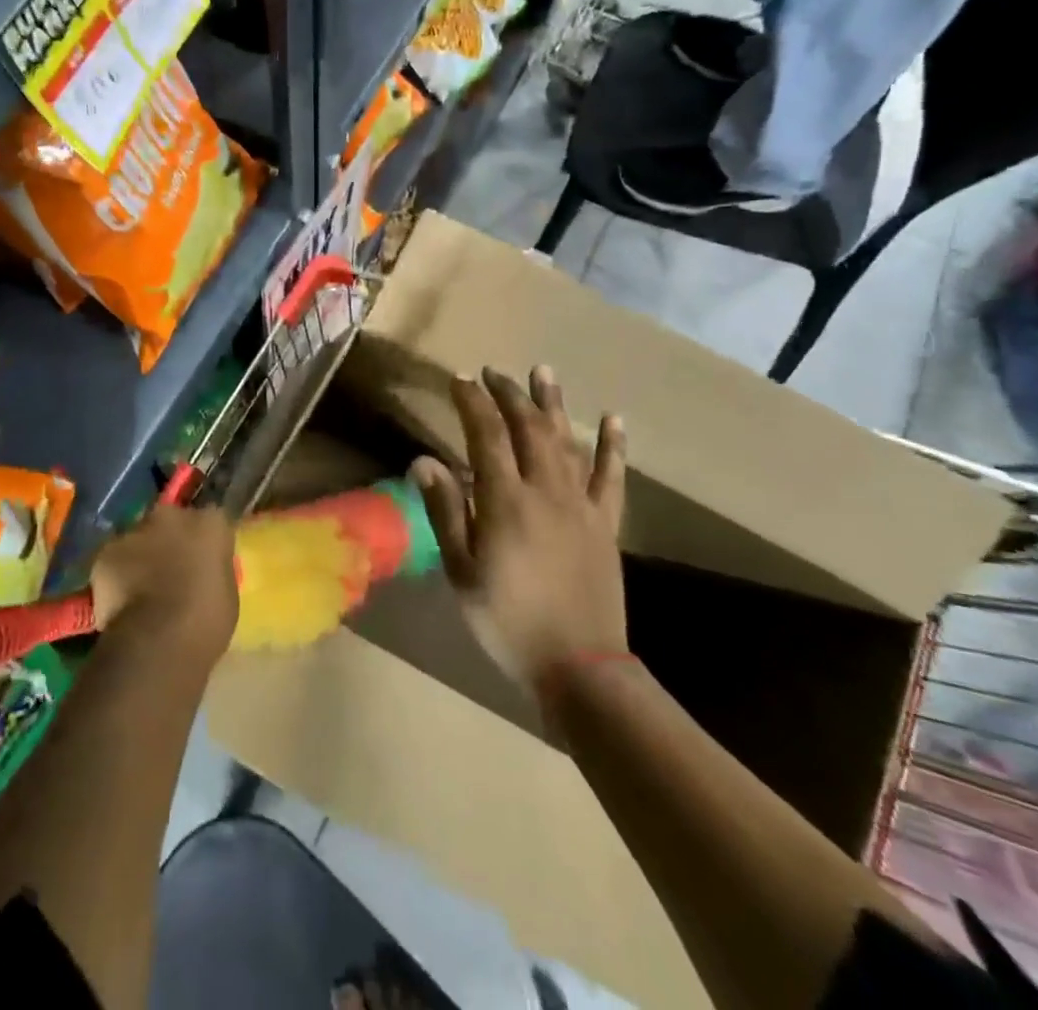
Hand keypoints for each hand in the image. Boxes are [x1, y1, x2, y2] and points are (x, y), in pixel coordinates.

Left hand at [90, 503, 238, 663]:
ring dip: (141, 555)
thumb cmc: (205, 621)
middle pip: (170, 520)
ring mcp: (136, 530)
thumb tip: (203, 570)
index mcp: (210, 523)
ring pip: (139, 537)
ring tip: (140, 589)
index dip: (204, 540)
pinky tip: (119, 600)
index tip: (202, 560)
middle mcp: (172, 515)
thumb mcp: (227, 594)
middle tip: (169, 570)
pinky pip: (113, 559)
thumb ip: (214, 569)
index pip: (211, 520)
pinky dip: (115, 574)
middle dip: (169, 539)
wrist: (157, 642)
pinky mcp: (105, 552)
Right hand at [410, 366, 627, 686]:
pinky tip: (613, 419)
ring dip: (553, 403)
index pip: (486, 435)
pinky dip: (612, 446)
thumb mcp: (461, 571)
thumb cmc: (507, 620)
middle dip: (509, 394)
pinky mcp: (604, 523)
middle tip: (493, 372)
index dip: (472, 402)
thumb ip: (445, 511)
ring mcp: (580, 505)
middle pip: (528, 428)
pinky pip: (610, 476)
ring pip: (566, 441)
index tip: (459, 379)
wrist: (579, 666)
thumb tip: (423, 461)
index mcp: (506, 501)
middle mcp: (545, 491)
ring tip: (543, 372)